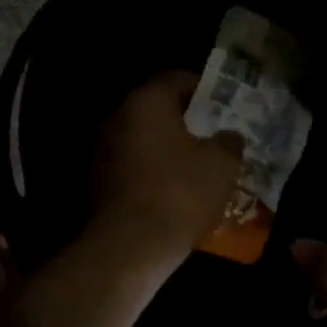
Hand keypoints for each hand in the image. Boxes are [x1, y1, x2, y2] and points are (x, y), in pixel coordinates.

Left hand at [89, 72, 243, 259]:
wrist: (129, 247)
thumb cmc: (179, 193)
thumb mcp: (221, 164)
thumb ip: (229, 142)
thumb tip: (230, 135)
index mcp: (145, 101)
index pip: (177, 79)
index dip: (206, 90)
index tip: (227, 106)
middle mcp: (117, 117)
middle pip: (158, 110)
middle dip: (188, 122)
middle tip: (216, 137)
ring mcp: (101, 150)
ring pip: (144, 140)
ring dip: (169, 150)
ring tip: (200, 168)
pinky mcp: (96, 182)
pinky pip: (133, 167)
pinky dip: (153, 173)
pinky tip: (176, 193)